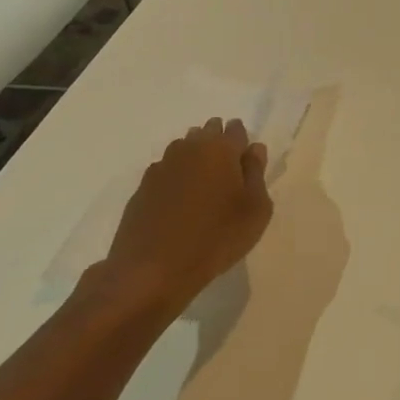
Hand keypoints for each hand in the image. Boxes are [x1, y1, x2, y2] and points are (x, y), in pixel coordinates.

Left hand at [78, 117, 272, 327]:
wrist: (153, 269)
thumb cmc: (216, 238)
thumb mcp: (255, 210)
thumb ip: (257, 173)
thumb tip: (254, 149)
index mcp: (221, 149)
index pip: (235, 129)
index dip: (242, 140)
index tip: (246, 157)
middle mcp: (189, 148)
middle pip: (206, 132)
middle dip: (218, 142)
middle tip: (228, 168)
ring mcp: (162, 166)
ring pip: (184, 149)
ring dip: (196, 158)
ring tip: (205, 184)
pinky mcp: (143, 187)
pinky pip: (166, 171)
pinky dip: (176, 177)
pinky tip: (180, 200)